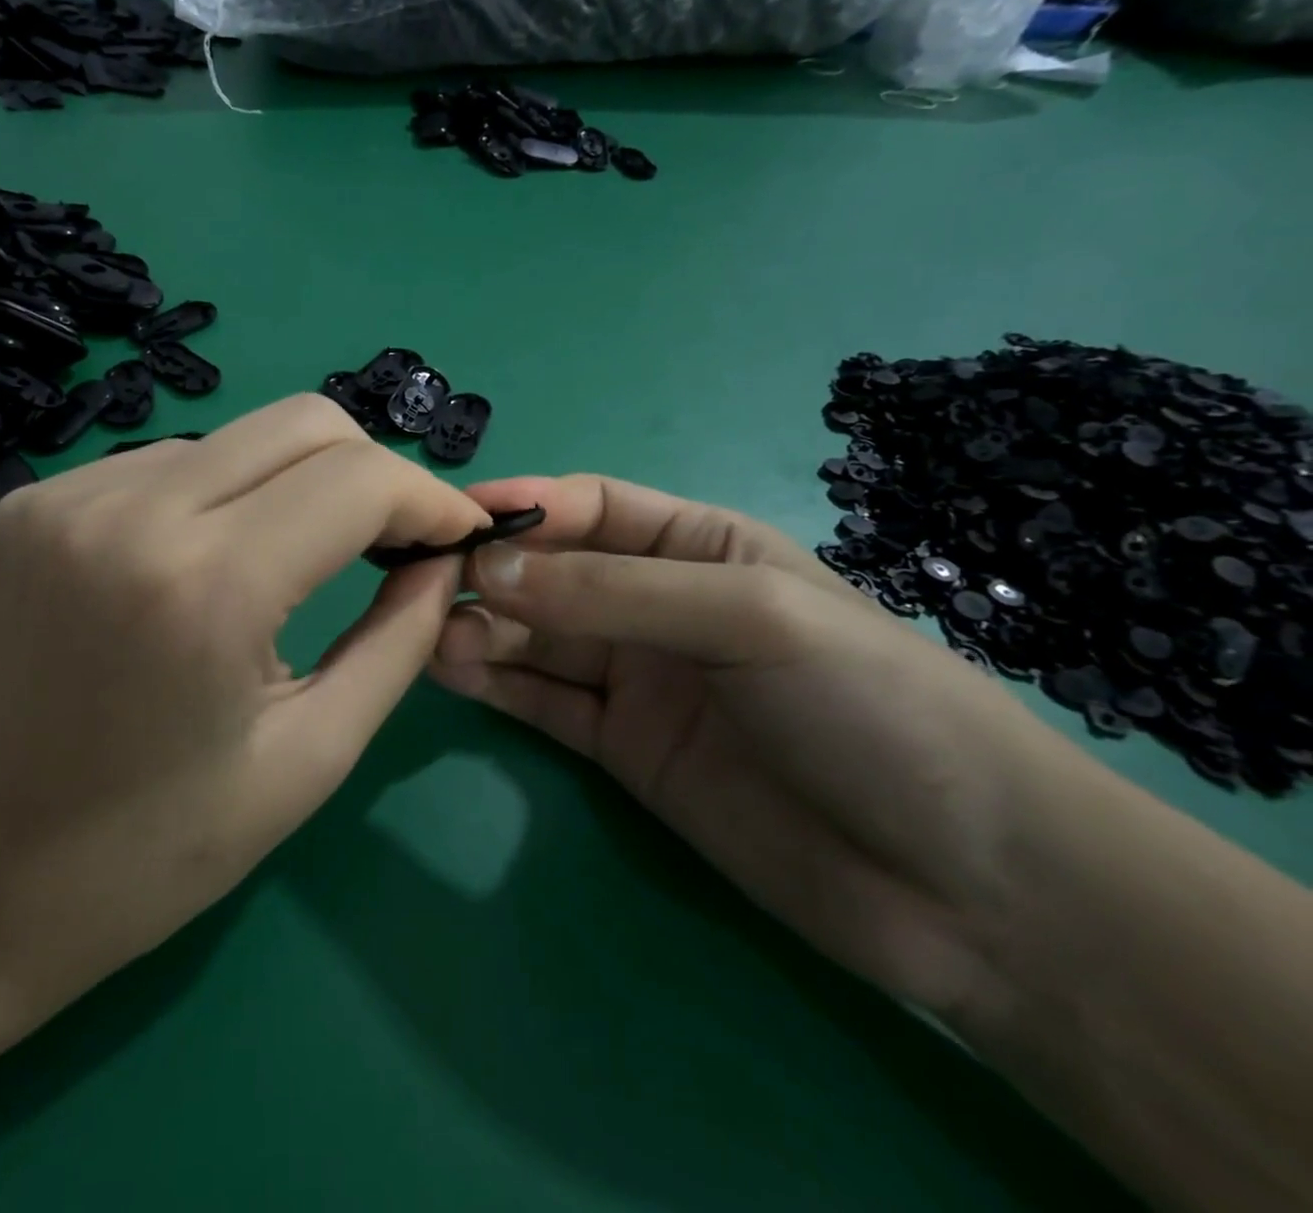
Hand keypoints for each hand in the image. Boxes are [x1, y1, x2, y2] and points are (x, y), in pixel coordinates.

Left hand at [0, 395, 490, 1007]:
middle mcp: (131, 513)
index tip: (458, 534)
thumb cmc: (166, 845)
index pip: (356, 480)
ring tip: (302, 559)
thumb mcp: (316, 752)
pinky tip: (214, 561)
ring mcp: (70, 496)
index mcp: (207, 587)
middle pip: (301, 423)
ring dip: (296, 483)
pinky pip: (171, 464)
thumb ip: (400, 637)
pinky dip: (222, 495)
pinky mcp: (37, 500)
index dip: (426, 497)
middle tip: (394, 539)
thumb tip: (445, 557)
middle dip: (371, 471)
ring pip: (239, 437)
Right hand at [427, 473, 1097, 1021]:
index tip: (456, 517)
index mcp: (699, 546)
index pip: (591, 507)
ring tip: (428, 636)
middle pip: (554, 573)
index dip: (524, 506)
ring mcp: (638, 679)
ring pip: (538, 638)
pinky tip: (450, 673)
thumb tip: (491, 565)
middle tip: (424, 587)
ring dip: (482, 630)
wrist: (966, 885)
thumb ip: (614, 592)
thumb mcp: (747, 617)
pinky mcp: (623, 748)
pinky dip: (498, 684)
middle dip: (491, 573)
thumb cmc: (870, 705)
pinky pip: (545, 702)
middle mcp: (659, 605)